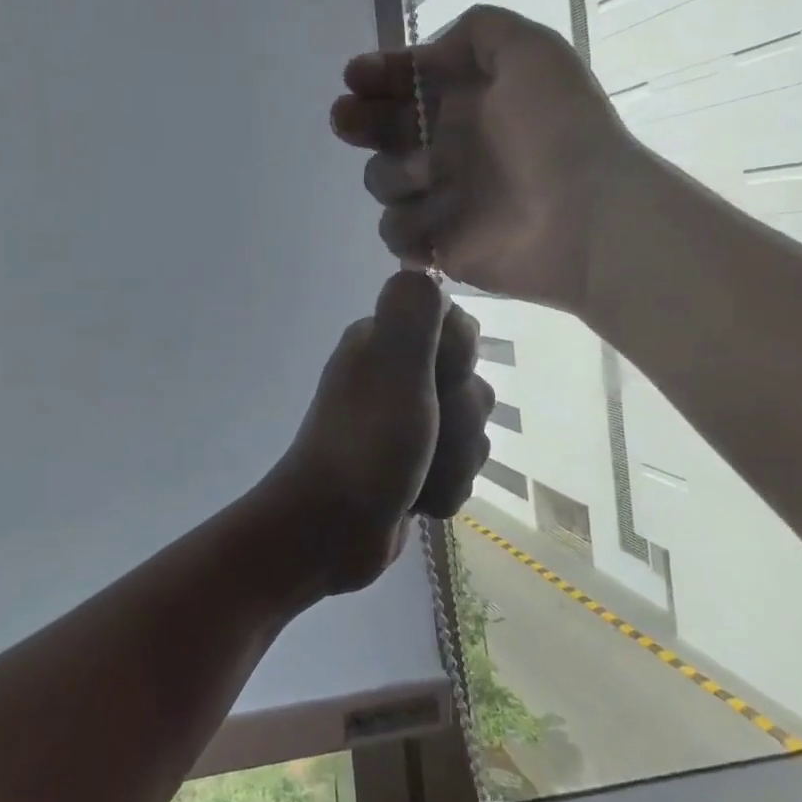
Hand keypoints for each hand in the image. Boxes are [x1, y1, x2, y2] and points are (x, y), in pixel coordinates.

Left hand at [272, 271, 494, 595]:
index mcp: (384, 344)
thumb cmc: (365, 446)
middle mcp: (395, 377)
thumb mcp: (392, 369)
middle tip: (424, 436)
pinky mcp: (413, 465)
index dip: (460, 360)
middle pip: (471, 385)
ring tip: (418, 476)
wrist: (330, 533)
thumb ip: (411, 314)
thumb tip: (420, 268)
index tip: (436, 382)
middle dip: (461, 422)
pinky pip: (459, 469)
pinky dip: (443, 488)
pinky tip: (417, 501)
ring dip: (454, 461)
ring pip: (471, 433)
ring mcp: (404, 424)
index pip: (460, 328)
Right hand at [331, 5, 630, 309]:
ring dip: (393, 174)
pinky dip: (407, 225)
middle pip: (381, 131)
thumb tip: (430, 56)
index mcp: (467, 102)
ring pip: (382, 181)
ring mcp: (443, 198)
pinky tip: (432, 220)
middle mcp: (449, 147)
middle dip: (359, 120)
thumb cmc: (558, 129)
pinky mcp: (441, 245)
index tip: (355, 77)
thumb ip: (478, 30)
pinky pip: (397, 232)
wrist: (589, 215)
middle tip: (347, 119)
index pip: (406, 84)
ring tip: (426, 173)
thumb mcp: (531, 50)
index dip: (377, 75)